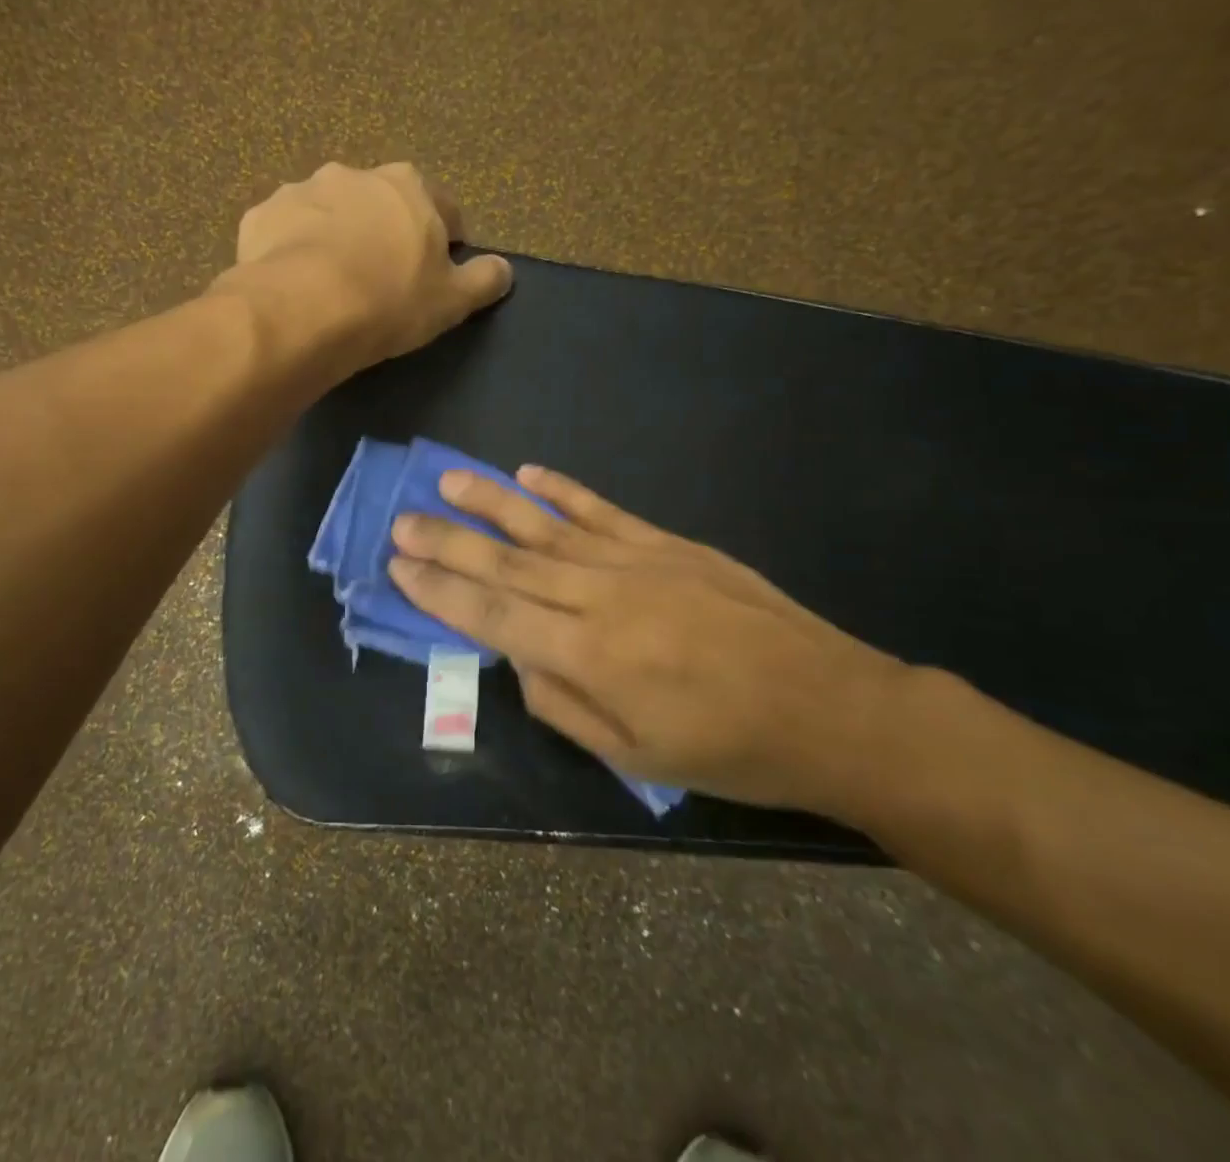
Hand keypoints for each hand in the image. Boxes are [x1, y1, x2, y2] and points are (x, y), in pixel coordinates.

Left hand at [225, 162, 511, 370]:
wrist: (305, 310)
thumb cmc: (390, 301)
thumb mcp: (452, 300)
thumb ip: (484, 280)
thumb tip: (505, 270)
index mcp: (408, 185)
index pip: (441, 206)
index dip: (446, 238)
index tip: (439, 268)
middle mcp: (354, 174)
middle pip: (380, 203)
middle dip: (385, 231)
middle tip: (382, 276)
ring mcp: (302, 191)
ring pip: (327, 213)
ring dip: (334, 235)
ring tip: (331, 281)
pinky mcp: (261, 216)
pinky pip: (284, 232)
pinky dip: (291, 250)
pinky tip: (294, 283)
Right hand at [389, 465, 916, 814]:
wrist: (831, 707)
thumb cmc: (729, 750)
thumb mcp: (635, 756)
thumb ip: (562, 704)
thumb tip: (518, 658)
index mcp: (589, 655)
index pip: (493, 615)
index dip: (440, 591)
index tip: (399, 565)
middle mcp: (601, 597)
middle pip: (507, 564)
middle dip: (448, 541)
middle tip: (401, 520)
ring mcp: (636, 561)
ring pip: (546, 526)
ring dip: (492, 502)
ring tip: (448, 481)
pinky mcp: (668, 543)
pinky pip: (602, 511)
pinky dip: (562, 490)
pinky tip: (530, 473)